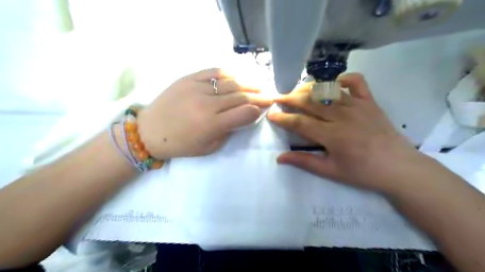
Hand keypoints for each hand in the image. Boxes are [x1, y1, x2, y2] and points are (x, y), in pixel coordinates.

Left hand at [136, 68, 271, 159]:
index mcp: (212, 124)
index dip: (258, 110)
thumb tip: (242, 117)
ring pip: (231, 82)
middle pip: (241, 96)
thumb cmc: (180, 144)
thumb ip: (228, 132)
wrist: (149, 131)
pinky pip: (214, 72)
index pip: (244, 113)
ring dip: (249, 83)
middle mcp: (207, 104)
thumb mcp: (208, 148)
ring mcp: (197, 88)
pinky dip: (230, 73)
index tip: (266, 108)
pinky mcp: (188, 78)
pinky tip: (239, 76)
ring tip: (260, 85)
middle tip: (270, 95)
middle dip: (259, 96)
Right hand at [267, 72, 425, 191]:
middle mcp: (343, 116)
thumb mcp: (331, 171)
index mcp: (333, 135)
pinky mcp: (370, 101)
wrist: (399, 168)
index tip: (271, 114)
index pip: (300, 122)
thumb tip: (279, 158)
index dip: (283, 118)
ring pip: (327, 90)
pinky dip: (343, 79)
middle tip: (278, 98)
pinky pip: (356, 82)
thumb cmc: (363, 172)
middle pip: (310, 102)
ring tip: (296, 91)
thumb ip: (304, 161)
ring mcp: (358, 105)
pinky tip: (333, 83)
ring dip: (309, 89)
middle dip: (290, 99)